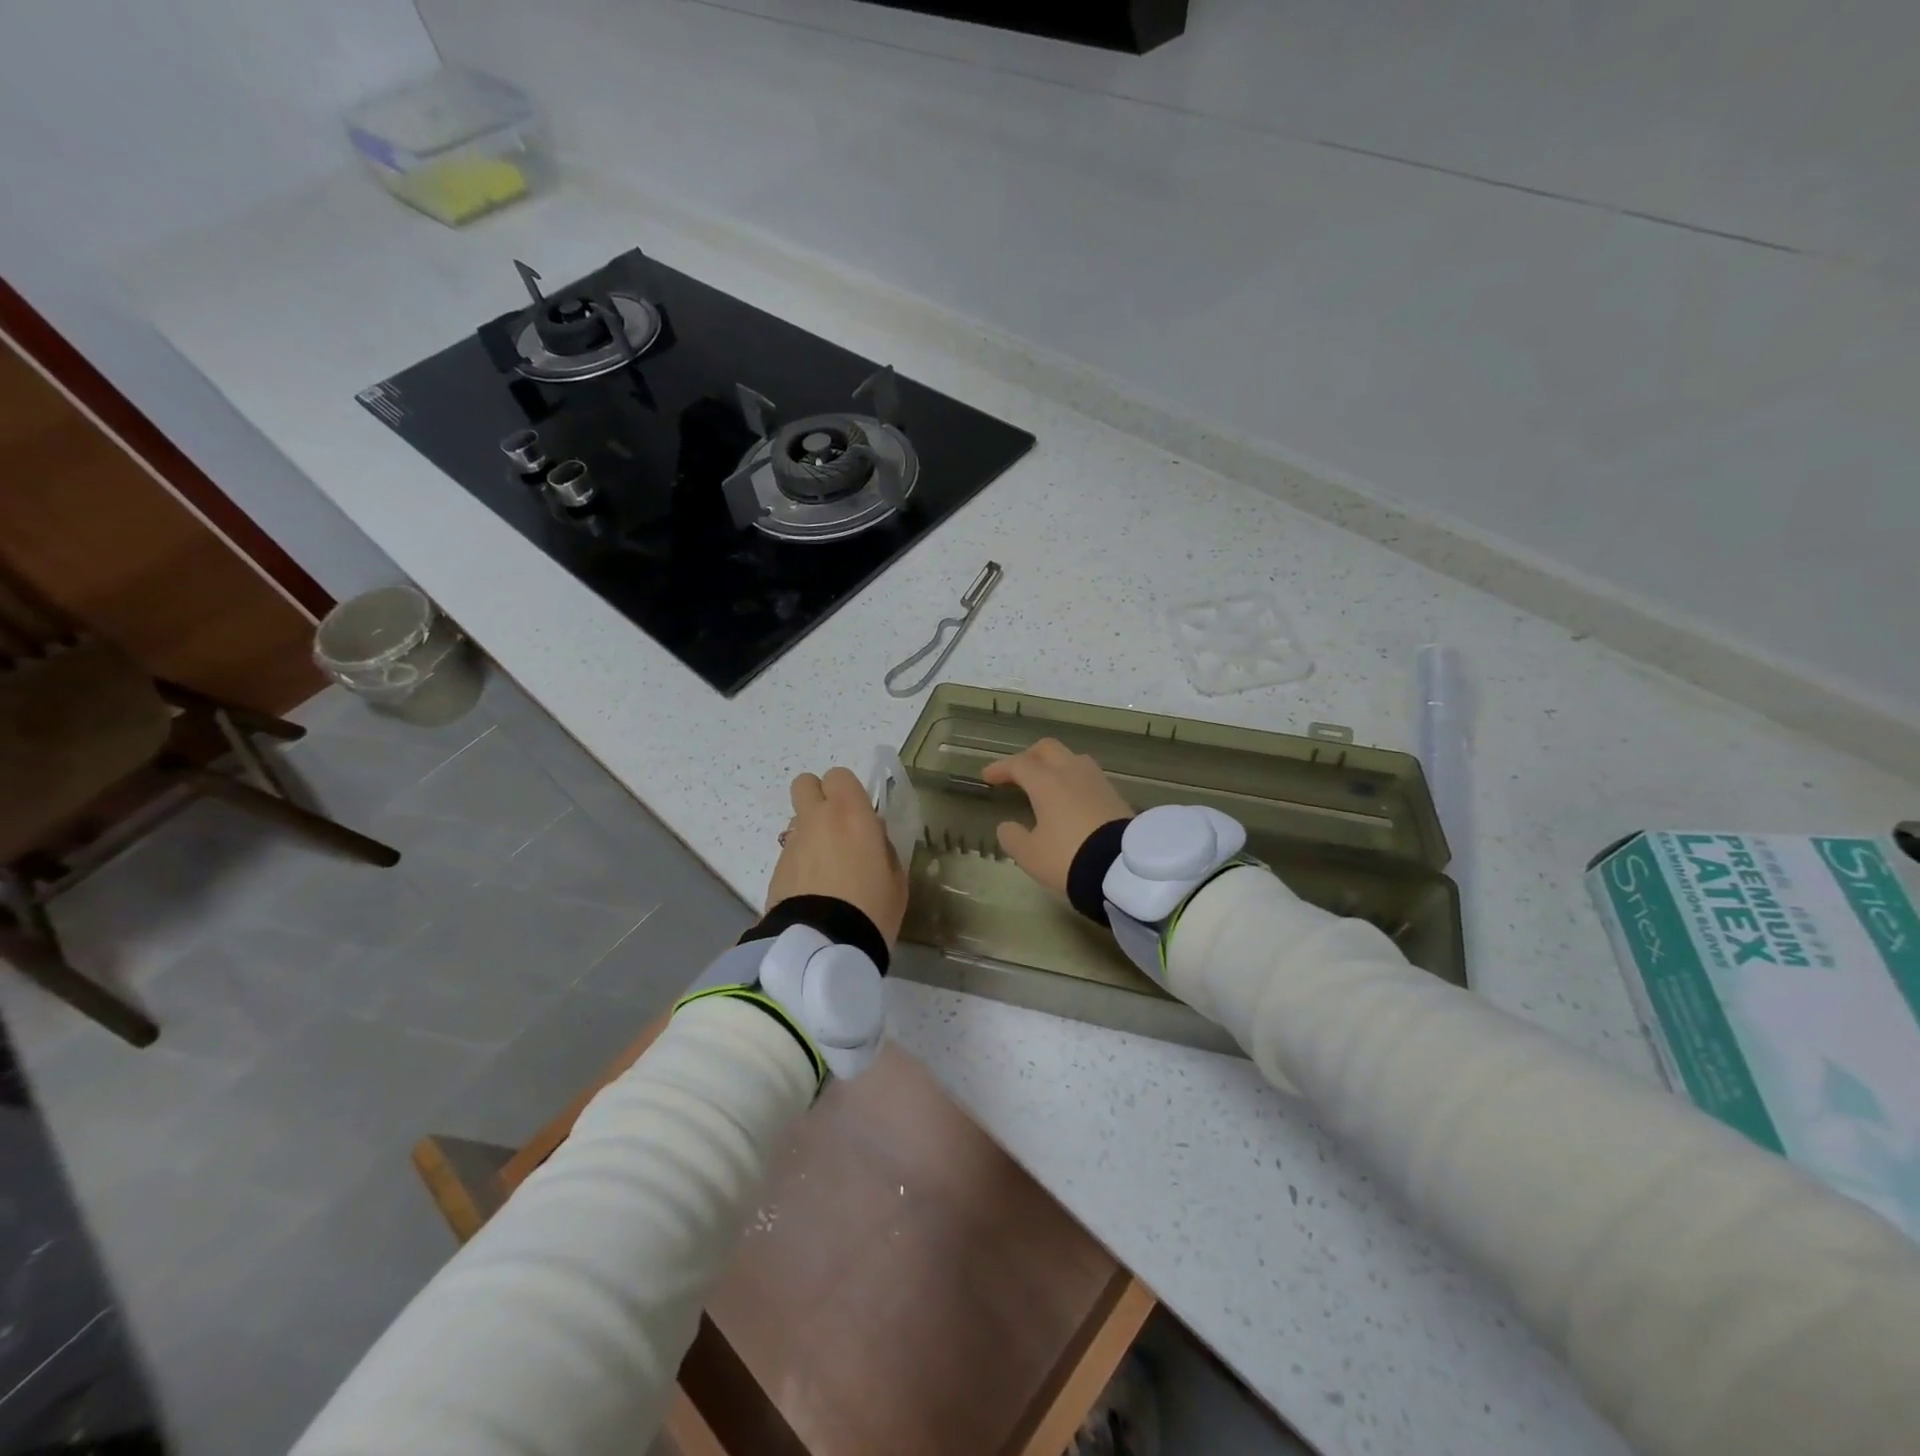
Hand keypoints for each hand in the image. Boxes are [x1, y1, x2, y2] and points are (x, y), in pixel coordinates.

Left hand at [766, 766, 908, 945]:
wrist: (824, 945)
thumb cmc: (872, 907)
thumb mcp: (895, 879)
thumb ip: (884, 848)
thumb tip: (873, 836)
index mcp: (851, 814)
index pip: (839, 775)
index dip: (848, 792)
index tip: (861, 815)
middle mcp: (817, 819)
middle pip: (805, 784)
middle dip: (819, 798)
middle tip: (838, 827)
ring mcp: (792, 843)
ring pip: (798, 820)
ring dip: (811, 832)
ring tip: (827, 867)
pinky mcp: (776, 869)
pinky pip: (791, 851)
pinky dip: (801, 861)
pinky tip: (814, 889)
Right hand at [981, 739, 1131, 896]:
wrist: (1122, 869)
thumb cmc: (1068, 857)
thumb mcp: (1030, 855)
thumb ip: (1012, 837)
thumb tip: (1006, 826)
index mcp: (1047, 782)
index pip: (1018, 764)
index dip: (1000, 768)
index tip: (987, 777)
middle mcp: (1072, 772)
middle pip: (1047, 749)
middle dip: (1028, 756)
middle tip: (1016, 773)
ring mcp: (1097, 781)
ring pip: (1072, 758)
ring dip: (1054, 765)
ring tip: (1045, 783)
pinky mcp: (1115, 795)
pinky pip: (1088, 776)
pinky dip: (1072, 780)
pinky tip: (1070, 798)